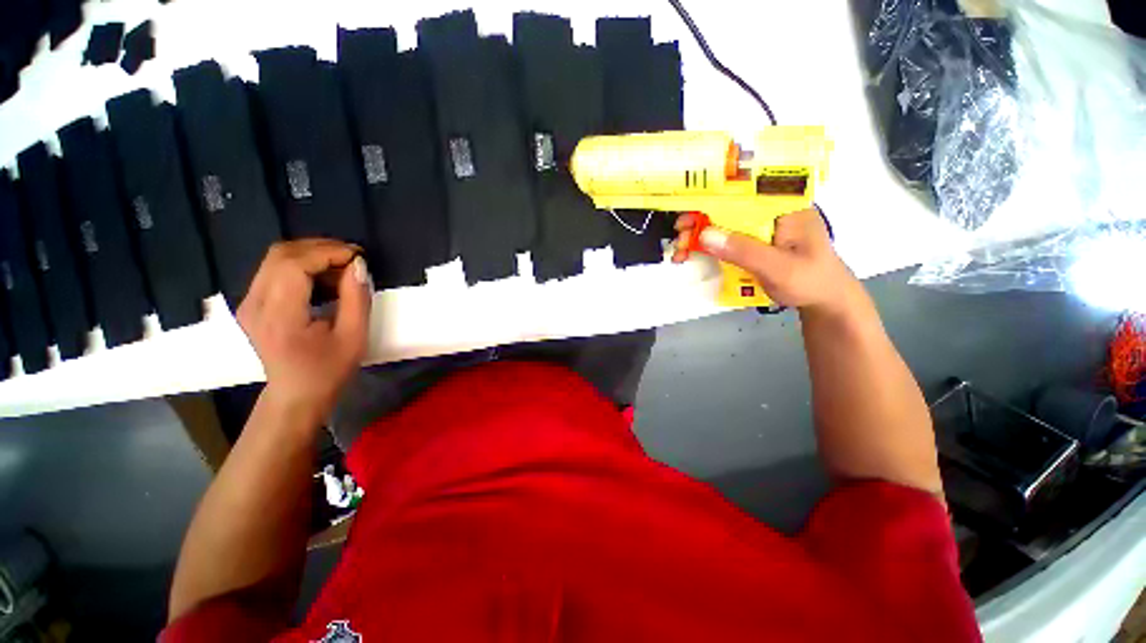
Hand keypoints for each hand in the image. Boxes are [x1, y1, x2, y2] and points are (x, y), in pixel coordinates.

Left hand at [237, 240, 372, 420]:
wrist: (296, 394)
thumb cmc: (328, 370)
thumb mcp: (354, 337)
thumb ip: (356, 298)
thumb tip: (358, 266)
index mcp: (278, 315)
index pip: (293, 264)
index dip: (327, 252)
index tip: (358, 256)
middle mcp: (254, 303)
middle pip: (280, 254)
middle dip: (320, 248)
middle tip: (352, 257)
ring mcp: (249, 302)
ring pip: (276, 258)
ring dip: (311, 255)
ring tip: (342, 266)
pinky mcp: (253, 303)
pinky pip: (275, 270)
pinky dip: (302, 265)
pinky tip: (324, 277)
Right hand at [673, 208, 859, 313]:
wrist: (824, 301)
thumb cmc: (810, 281)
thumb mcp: (778, 268)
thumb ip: (744, 251)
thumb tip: (705, 235)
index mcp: (785, 206)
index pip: (746, 190)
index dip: (713, 195)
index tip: (688, 209)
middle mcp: (771, 211)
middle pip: (729, 206)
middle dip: (700, 219)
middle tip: (679, 234)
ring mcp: (761, 227)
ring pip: (724, 223)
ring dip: (699, 234)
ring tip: (680, 250)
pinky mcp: (754, 242)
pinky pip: (727, 238)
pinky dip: (708, 246)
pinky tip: (692, 255)